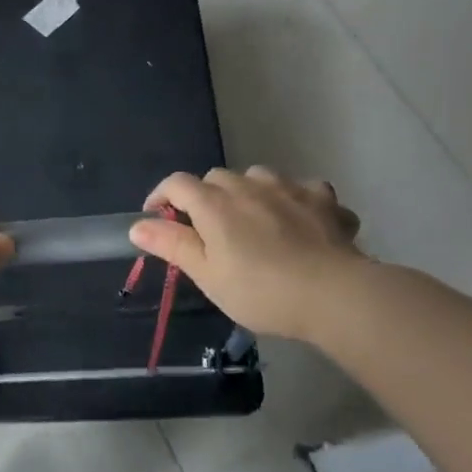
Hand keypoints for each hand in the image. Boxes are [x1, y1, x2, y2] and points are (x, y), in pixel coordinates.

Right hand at [128, 167, 365, 342]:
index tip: (157, 218)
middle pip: (216, 177)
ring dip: (249, 192)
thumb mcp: (208, 275)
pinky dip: (296, 201)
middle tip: (209, 229)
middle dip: (206, 196)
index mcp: (214, 203)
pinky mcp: (323, 200)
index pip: (176, 183)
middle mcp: (248, 185)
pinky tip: (302, 221)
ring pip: (258, 177)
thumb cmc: (261, 290)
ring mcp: (289, 188)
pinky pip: (304, 189)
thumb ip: (172, 245)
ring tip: (254, 220)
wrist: (334, 295)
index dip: (161, 196)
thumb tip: (137, 225)